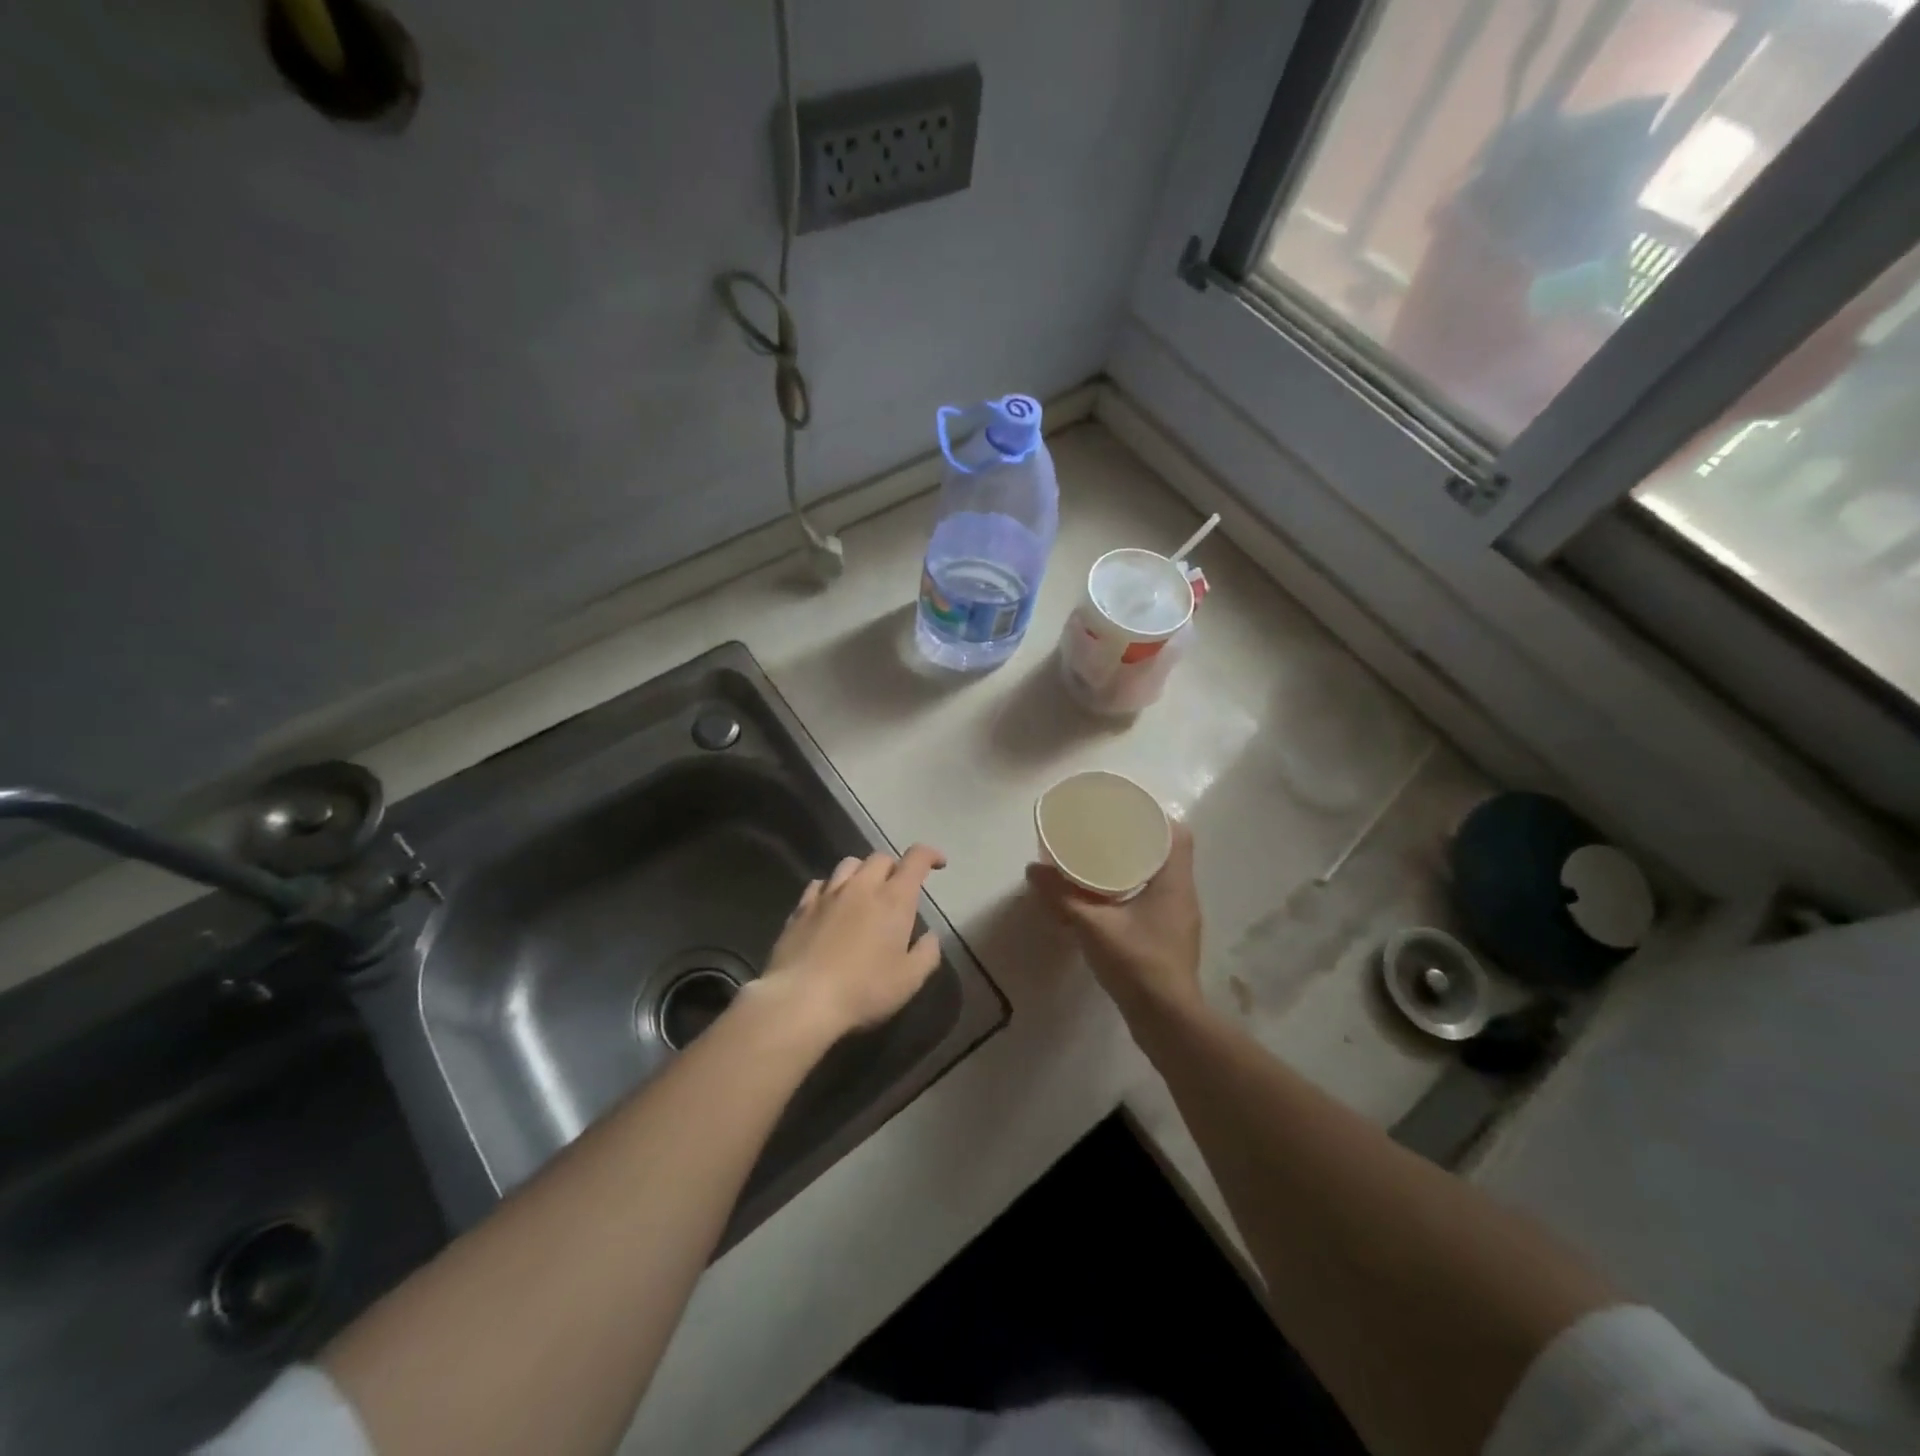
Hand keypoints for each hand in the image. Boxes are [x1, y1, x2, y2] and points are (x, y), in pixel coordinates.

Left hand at [755, 845, 947, 1039]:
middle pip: (881, 858)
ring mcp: (827, 895)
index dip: (930, 855)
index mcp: (893, 899)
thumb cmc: (863, 990)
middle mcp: (861, 887)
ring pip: (848, 864)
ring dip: (863, 872)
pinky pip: (819, 884)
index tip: (938, 864)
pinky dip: (832, 888)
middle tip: (899, 890)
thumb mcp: (909, 980)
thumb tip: (929, 936)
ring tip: (865, 893)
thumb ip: (927, 953)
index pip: (916, 859)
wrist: (801, 999)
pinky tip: (831, 906)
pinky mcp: (801, 908)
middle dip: (895, 867)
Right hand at [1026, 823, 1202, 1019]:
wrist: (1167, 1021)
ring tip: (1102, 862)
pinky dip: (1135, 892)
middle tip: (1106, 834)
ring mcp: (1180, 920)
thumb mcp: (1093, 926)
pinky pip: (1155, 902)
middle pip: (1168, 854)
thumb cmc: (1137, 963)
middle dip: (1139, 841)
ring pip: (1161, 879)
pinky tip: (1109, 901)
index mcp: (1174, 882)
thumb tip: (1033, 869)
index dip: (1156, 817)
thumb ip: (1062, 896)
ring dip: (1136, 868)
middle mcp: (1183, 895)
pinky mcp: (1171, 940)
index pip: (1178, 834)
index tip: (1127, 812)